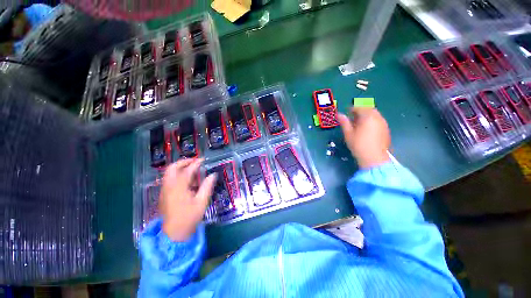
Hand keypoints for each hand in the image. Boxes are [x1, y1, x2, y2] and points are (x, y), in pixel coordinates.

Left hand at [159, 159, 216, 241]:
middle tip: (194, 162)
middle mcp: (169, 187)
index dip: (196, 163)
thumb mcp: (202, 202)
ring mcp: (164, 191)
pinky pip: (169, 180)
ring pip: (169, 173)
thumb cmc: (189, 217)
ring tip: (193, 172)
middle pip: (172, 168)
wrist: (174, 234)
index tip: (203, 160)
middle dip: (183, 162)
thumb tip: (213, 175)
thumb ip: (207, 186)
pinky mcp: (164, 195)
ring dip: (180, 168)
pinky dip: (177, 176)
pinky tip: (187, 182)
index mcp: (179, 188)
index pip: (187, 170)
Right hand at [338, 107, 390, 168]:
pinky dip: (371, 121)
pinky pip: (378, 121)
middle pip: (369, 110)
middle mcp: (377, 117)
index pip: (359, 108)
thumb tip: (338, 114)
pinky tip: (366, 129)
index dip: (351, 109)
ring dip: (366, 116)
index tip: (346, 112)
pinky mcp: (386, 130)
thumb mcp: (348, 133)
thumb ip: (344, 122)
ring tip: (358, 123)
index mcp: (368, 117)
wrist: (374, 158)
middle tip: (352, 117)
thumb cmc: (358, 144)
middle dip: (360, 111)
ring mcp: (383, 124)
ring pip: (374, 115)